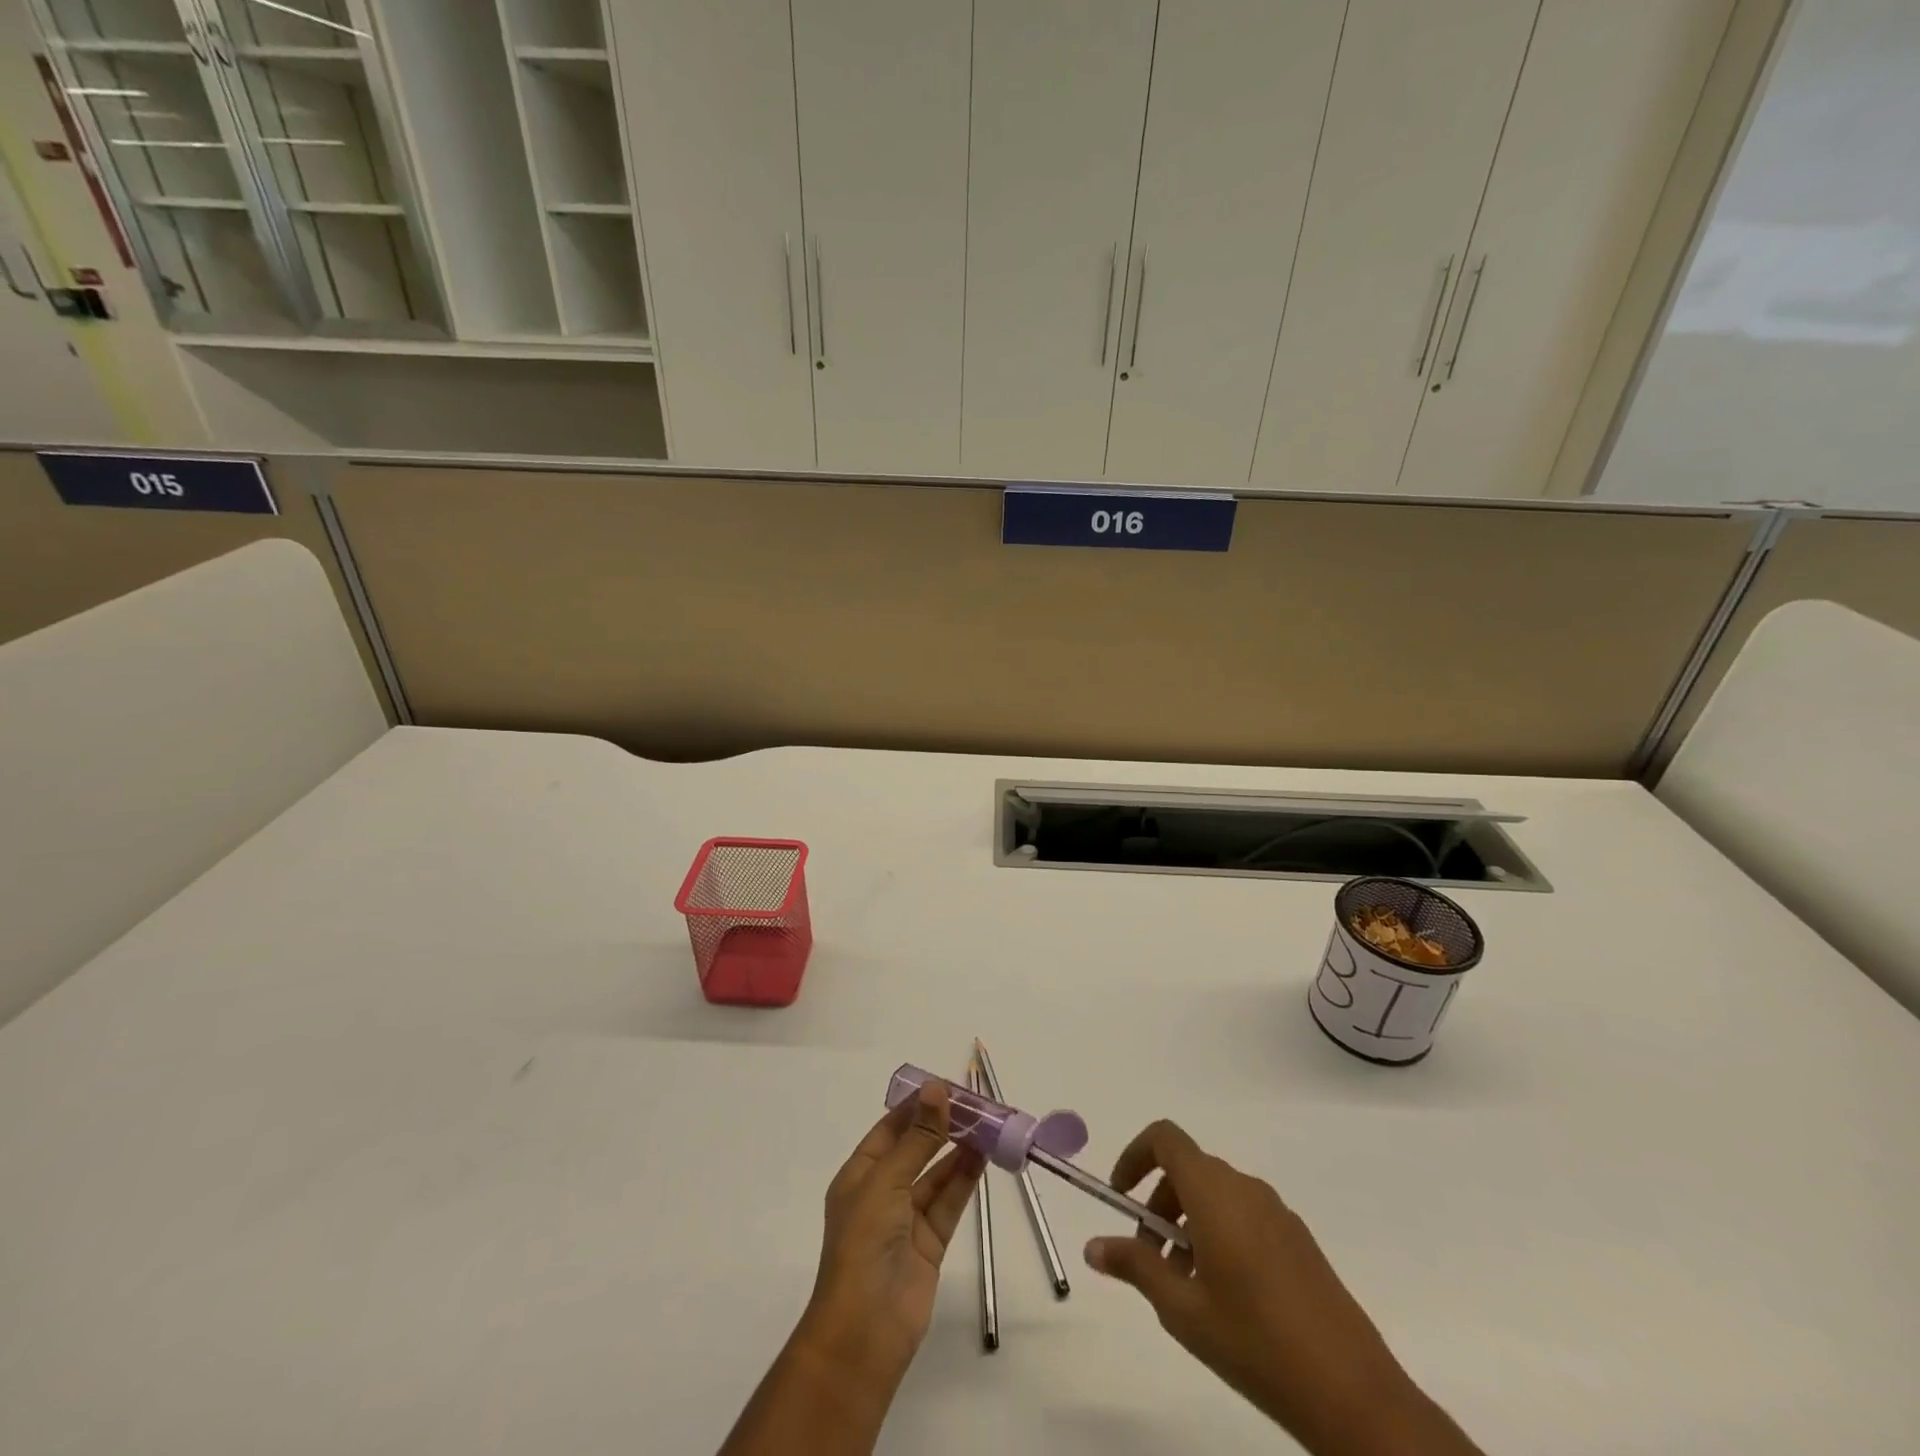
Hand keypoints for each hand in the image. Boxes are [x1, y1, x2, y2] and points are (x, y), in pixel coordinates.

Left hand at [799, 1080, 985, 1389]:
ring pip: (936, 1174)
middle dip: (943, 1126)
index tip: (948, 1086)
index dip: (917, 1106)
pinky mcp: (929, 1244)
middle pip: (916, 1149)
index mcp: (859, 1175)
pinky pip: (949, 1202)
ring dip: (959, 1150)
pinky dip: (965, 1179)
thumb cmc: (864, 1244)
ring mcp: (906, 1220)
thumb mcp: (887, 1182)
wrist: (865, 1332)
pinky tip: (984, 1156)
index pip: (890, 1129)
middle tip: (976, 1104)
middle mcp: (882, 1192)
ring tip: (988, 1124)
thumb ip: (918, 1137)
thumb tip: (936, 1088)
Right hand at [1083, 1121, 1481, 1455]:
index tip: (1121, 1198)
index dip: (1135, 1155)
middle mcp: (1245, 1188)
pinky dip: (1219, 1235)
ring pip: (1216, 1195)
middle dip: (1159, 1204)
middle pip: (1188, 1169)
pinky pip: (1245, 1216)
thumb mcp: (1182, 1310)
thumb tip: (1092, 1246)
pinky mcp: (1299, 1240)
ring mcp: (1277, 1212)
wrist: (1353, 1394)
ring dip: (1188, 1224)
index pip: (1165, 1138)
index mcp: (1215, 1192)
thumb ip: (1135, 1267)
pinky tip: (1225, 1297)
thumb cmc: (1255, 1342)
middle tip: (1150, 1260)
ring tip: (1185, 1286)